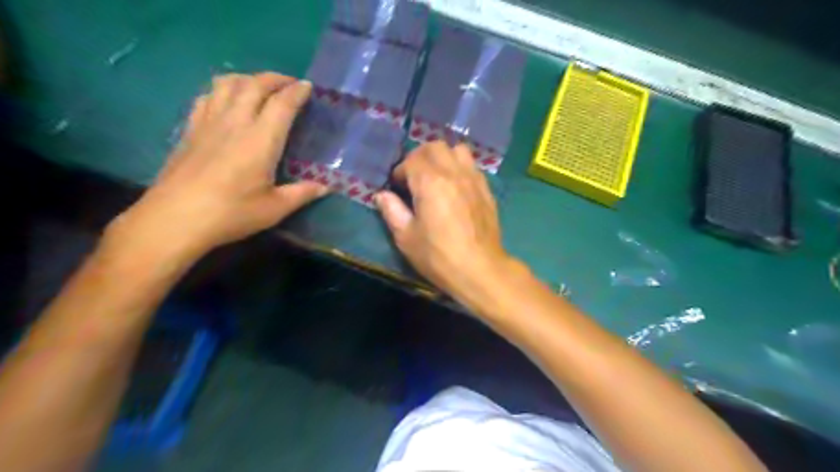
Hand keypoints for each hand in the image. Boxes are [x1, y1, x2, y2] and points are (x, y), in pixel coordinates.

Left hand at [104, 74, 326, 261]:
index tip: (308, 87)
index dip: (297, 92)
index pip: (282, 104)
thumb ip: (302, 193)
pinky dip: (222, 89)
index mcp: (261, 140)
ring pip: (227, 83)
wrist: (175, 219)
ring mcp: (209, 122)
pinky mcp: (190, 129)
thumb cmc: (231, 213)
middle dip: (275, 78)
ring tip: (260, 86)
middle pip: (254, 84)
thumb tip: (326, 186)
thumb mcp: (274, 208)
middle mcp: (235, 122)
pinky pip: (207, 96)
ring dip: (248, 78)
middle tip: (289, 83)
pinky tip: (227, 100)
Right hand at [374, 143, 511, 300]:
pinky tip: (455, 187)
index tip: (397, 186)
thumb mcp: (406, 237)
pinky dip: (460, 168)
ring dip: (443, 157)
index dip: (401, 170)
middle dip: (420, 157)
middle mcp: (453, 173)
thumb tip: (381, 195)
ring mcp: (473, 179)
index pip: (412, 159)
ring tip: (437, 176)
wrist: (479, 269)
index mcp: (430, 182)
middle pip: (435, 147)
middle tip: (414, 177)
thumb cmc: (438, 256)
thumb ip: (392, 211)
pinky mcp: (486, 190)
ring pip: (458, 150)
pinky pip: (472, 166)